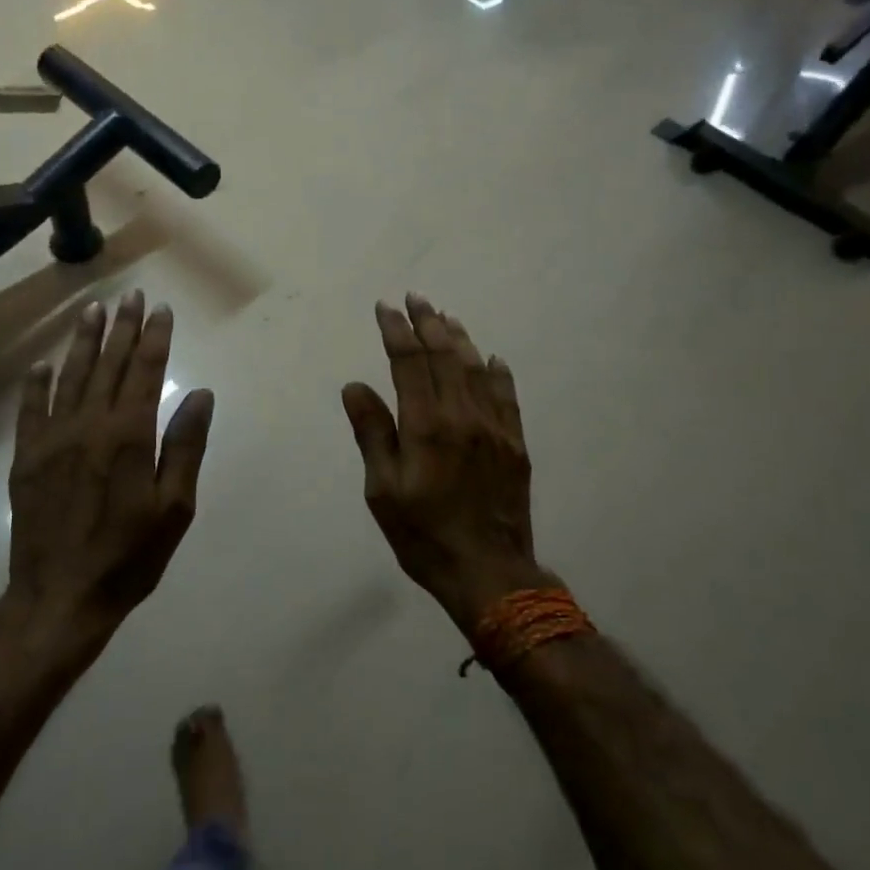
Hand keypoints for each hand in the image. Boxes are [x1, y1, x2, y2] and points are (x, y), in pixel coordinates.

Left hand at [7, 292, 213, 635]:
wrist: (60, 597)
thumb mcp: (174, 508)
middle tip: (130, 296)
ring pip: (70, 377)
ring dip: (83, 342)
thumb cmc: (128, 557)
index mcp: (128, 435)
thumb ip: (185, 447)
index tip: (161, 310)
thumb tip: (199, 395)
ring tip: (92, 311)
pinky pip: (31, 410)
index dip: (154, 338)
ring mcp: (52, 439)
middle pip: (108, 364)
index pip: (144, 371)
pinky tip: (42, 365)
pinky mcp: (26, 458)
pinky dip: (37, 384)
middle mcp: (88, 425)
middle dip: (121, 328)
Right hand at [342, 295, 556, 633]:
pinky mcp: (514, 444)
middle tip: (415, 298)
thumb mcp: (383, 490)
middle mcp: (462, 416)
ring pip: (475, 370)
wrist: (489, 571)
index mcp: (426, 426)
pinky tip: (491, 358)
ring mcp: (493, 428)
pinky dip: (497, 372)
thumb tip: (355, 386)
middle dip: (427, 323)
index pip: (409, 363)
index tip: (385, 308)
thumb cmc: (423, 534)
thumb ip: (372, 433)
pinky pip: (506, 396)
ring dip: (459, 339)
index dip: (396, 331)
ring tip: (446, 316)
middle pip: (444, 357)